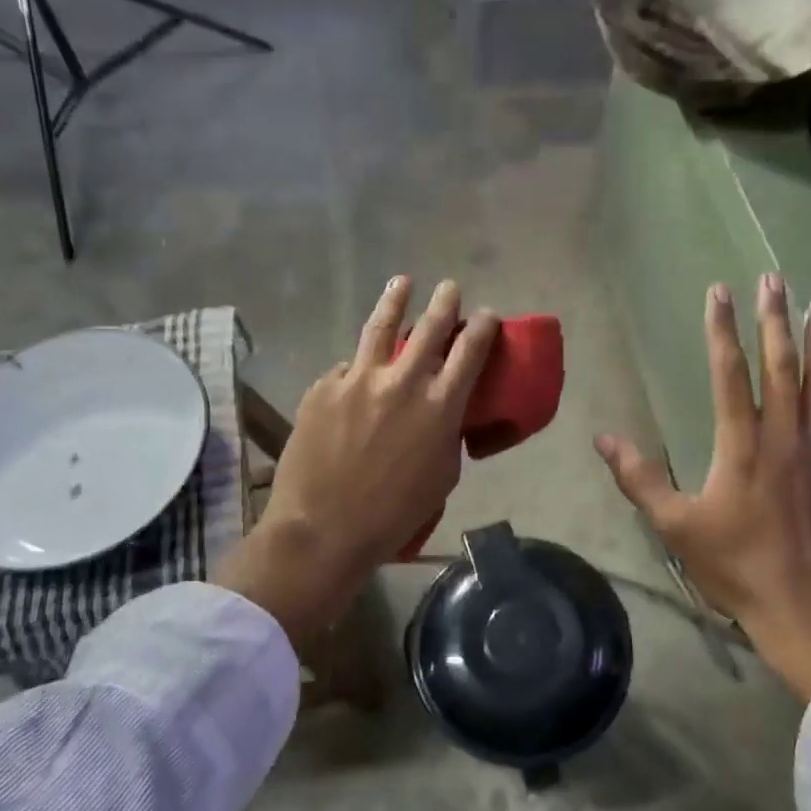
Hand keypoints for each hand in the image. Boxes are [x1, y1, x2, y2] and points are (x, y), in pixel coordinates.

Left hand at [217, 277, 498, 641]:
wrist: (323, 528)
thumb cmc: (394, 514)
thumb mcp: (442, 475)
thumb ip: (445, 432)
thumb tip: (440, 412)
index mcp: (440, 406)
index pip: (471, 350)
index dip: (483, 326)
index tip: (486, 315)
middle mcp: (403, 381)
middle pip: (430, 326)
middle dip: (445, 302)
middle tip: (450, 287)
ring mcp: (359, 379)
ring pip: (380, 326)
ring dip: (395, 299)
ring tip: (402, 282)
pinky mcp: (324, 387)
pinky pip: (346, 370)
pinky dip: (356, 371)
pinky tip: (354, 378)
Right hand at [596, 276, 810, 701]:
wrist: (804, 608)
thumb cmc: (735, 565)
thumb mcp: (675, 526)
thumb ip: (640, 479)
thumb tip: (603, 439)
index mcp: (741, 445)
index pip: (729, 374)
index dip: (722, 330)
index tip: (721, 291)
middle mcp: (784, 437)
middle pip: (780, 367)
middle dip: (774, 320)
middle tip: (774, 279)